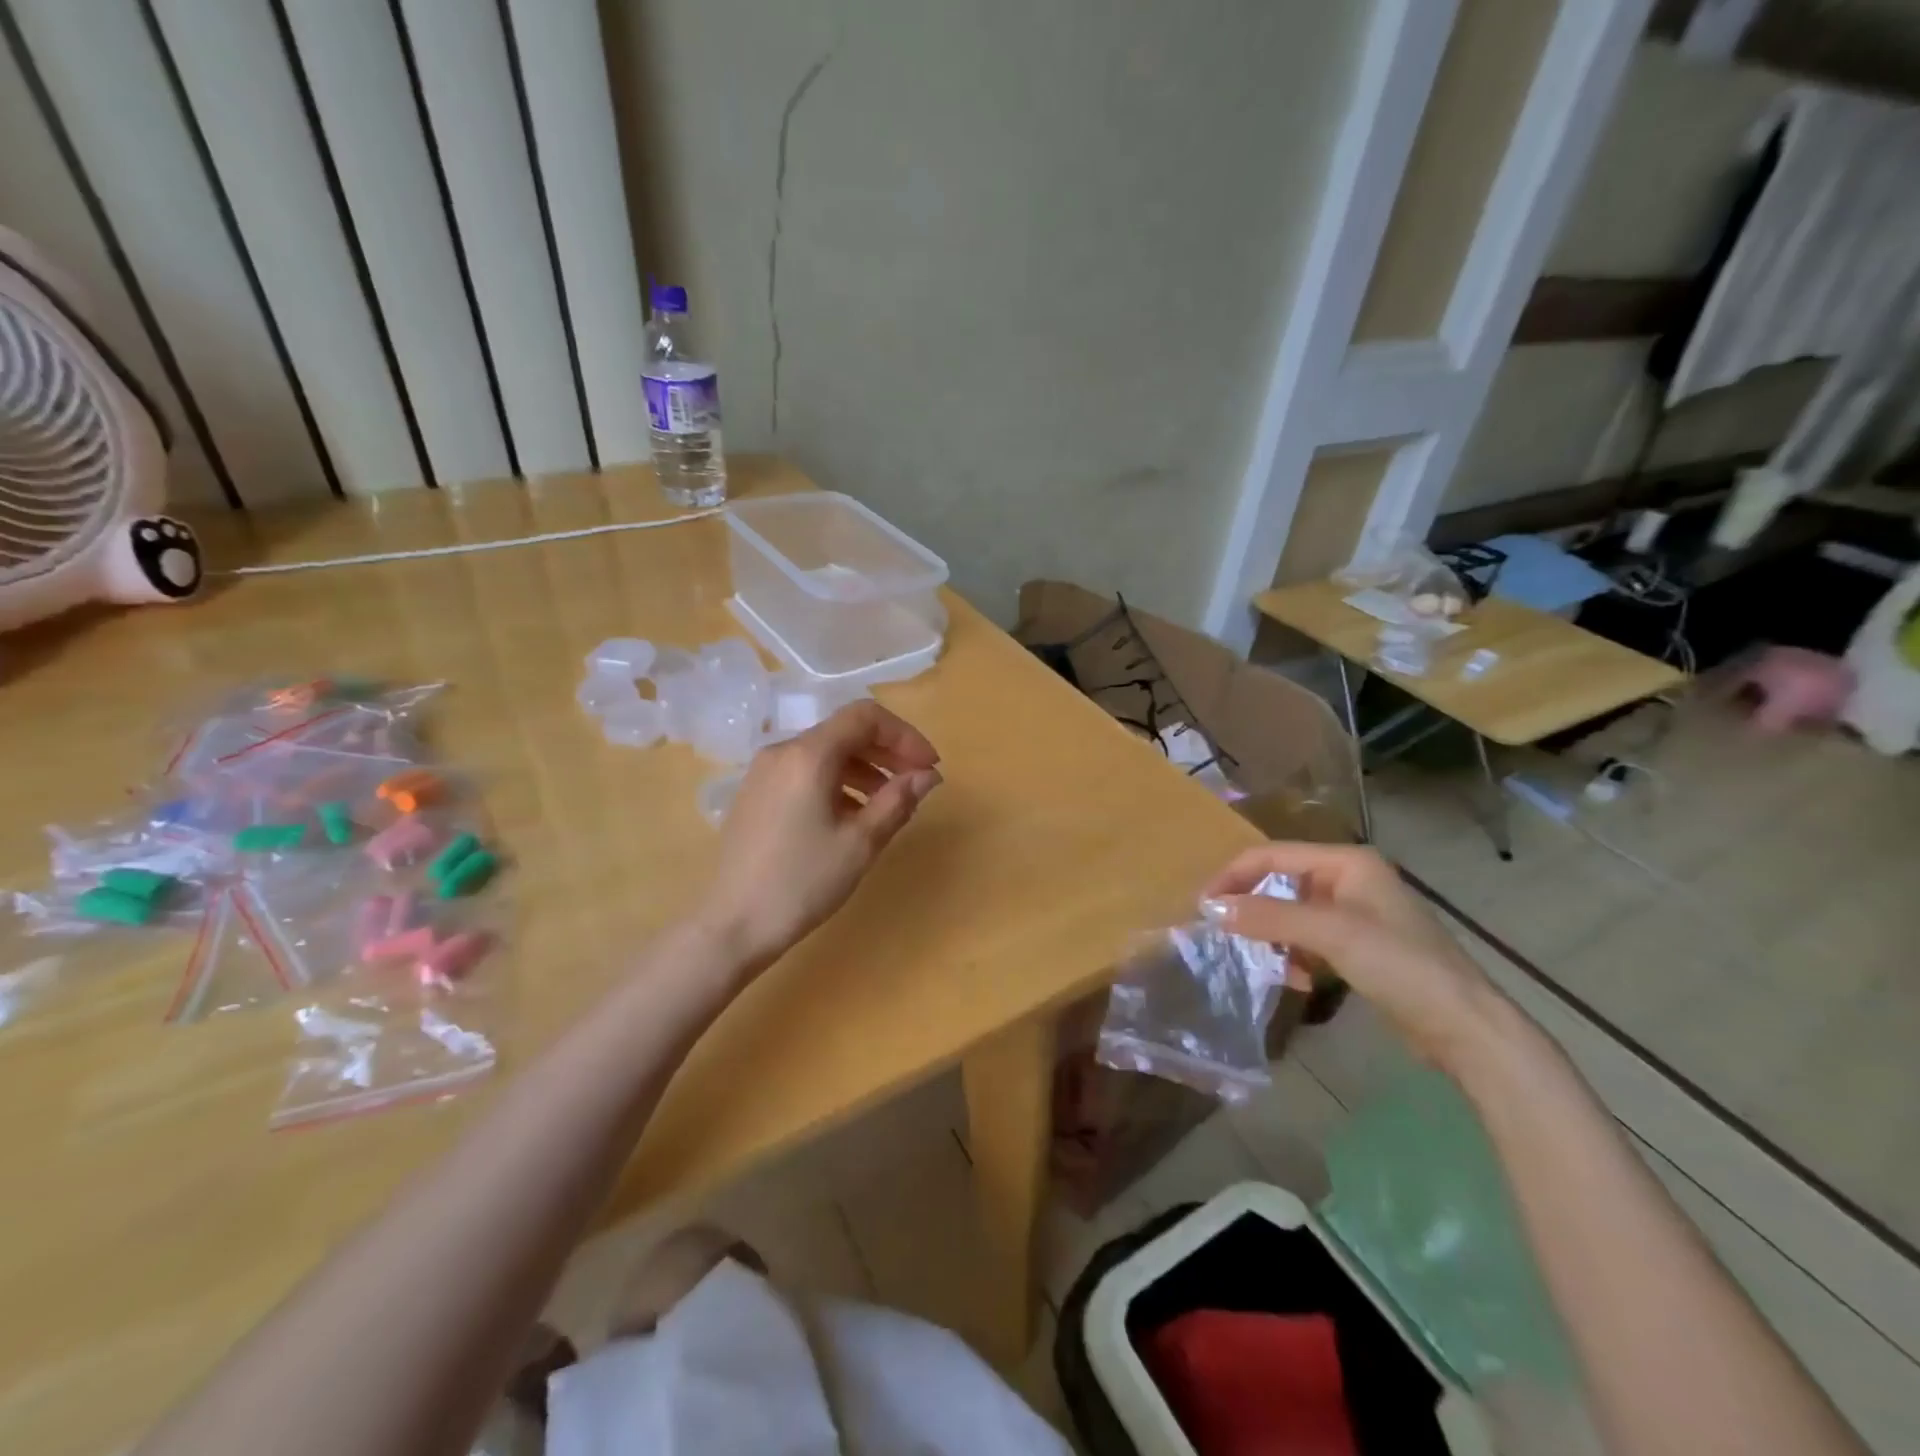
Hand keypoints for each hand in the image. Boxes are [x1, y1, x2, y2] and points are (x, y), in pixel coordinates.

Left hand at [695, 701, 941, 970]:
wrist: (733, 925)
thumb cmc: (802, 883)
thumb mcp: (860, 844)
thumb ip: (897, 801)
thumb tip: (927, 776)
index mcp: (808, 756)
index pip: (865, 717)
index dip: (904, 735)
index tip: (928, 767)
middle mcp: (782, 752)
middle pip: (844, 732)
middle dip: (887, 752)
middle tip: (916, 783)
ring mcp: (764, 772)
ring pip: (825, 753)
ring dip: (864, 769)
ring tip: (888, 805)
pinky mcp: (755, 794)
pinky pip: (805, 772)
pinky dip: (837, 783)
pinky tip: (851, 817)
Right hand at [1201, 842, 1504, 1073]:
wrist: (1464, 1027)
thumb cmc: (1399, 965)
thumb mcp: (1330, 934)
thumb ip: (1269, 916)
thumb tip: (1212, 908)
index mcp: (1346, 862)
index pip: (1272, 855)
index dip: (1234, 876)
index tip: (1203, 905)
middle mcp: (1349, 879)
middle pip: (1280, 883)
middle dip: (1253, 908)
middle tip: (1223, 933)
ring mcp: (1356, 914)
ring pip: (1292, 914)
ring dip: (1273, 936)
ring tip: (1264, 960)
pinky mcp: (1360, 947)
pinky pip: (1309, 940)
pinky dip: (1295, 955)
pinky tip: (1296, 979)